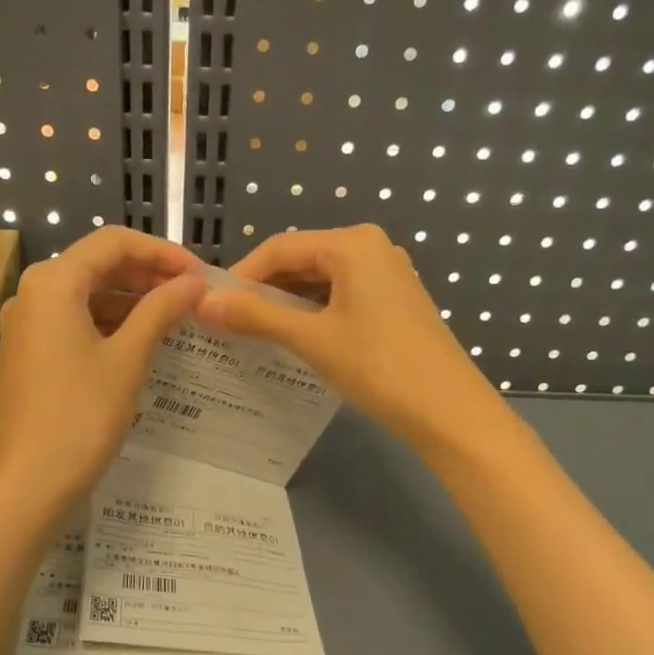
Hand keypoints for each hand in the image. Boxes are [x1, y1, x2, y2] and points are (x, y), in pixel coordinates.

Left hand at [0, 227, 205, 512]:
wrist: (27, 486)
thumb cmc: (80, 416)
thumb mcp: (128, 359)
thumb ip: (161, 311)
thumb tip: (194, 282)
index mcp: (53, 282)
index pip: (113, 242)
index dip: (161, 251)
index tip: (200, 274)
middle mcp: (33, 293)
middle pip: (98, 264)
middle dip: (148, 273)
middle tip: (193, 294)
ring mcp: (28, 325)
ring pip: (88, 294)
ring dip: (132, 299)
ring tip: (176, 317)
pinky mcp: (31, 353)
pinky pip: (76, 321)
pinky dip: (112, 323)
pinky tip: (143, 341)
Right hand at [196, 225, 502, 452]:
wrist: (449, 410)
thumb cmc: (378, 366)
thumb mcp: (312, 339)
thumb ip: (256, 316)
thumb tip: (204, 303)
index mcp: (352, 243)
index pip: (280, 247)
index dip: (242, 274)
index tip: (210, 303)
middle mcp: (371, 247)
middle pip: (302, 259)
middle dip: (263, 288)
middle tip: (228, 319)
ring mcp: (388, 273)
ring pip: (321, 279)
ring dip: (286, 302)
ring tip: (253, 331)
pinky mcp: (395, 299)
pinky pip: (342, 294)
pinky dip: (313, 311)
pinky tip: (294, 336)